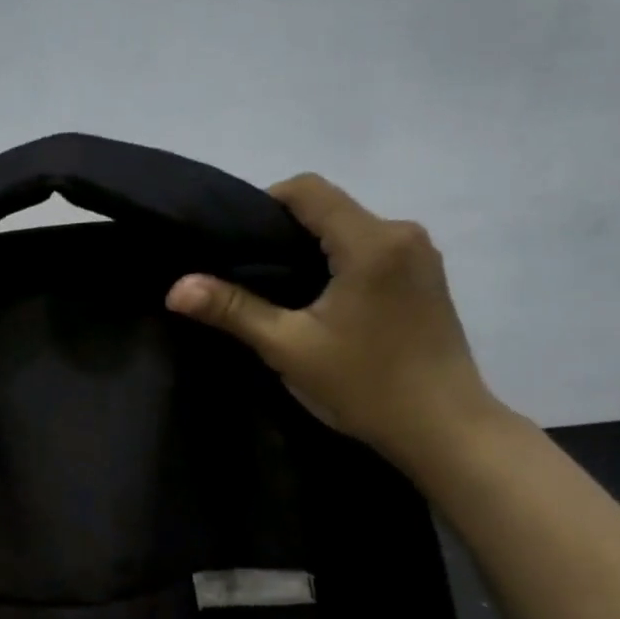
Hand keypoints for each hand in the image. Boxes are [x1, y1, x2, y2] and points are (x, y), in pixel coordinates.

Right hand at [165, 173, 504, 467]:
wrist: (444, 429)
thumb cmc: (364, 385)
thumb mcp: (288, 347)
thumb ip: (232, 310)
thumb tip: (176, 288)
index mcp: (371, 241)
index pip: (307, 190)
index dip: (263, 204)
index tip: (233, 242)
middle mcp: (403, 233)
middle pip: (330, 208)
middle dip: (284, 232)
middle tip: (245, 272)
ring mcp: (421, 256)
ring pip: (351, 231)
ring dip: (312, 250)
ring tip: (278, 291)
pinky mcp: (428, 279)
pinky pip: (371, 251)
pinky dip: (338, 264)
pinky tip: (320, 303)